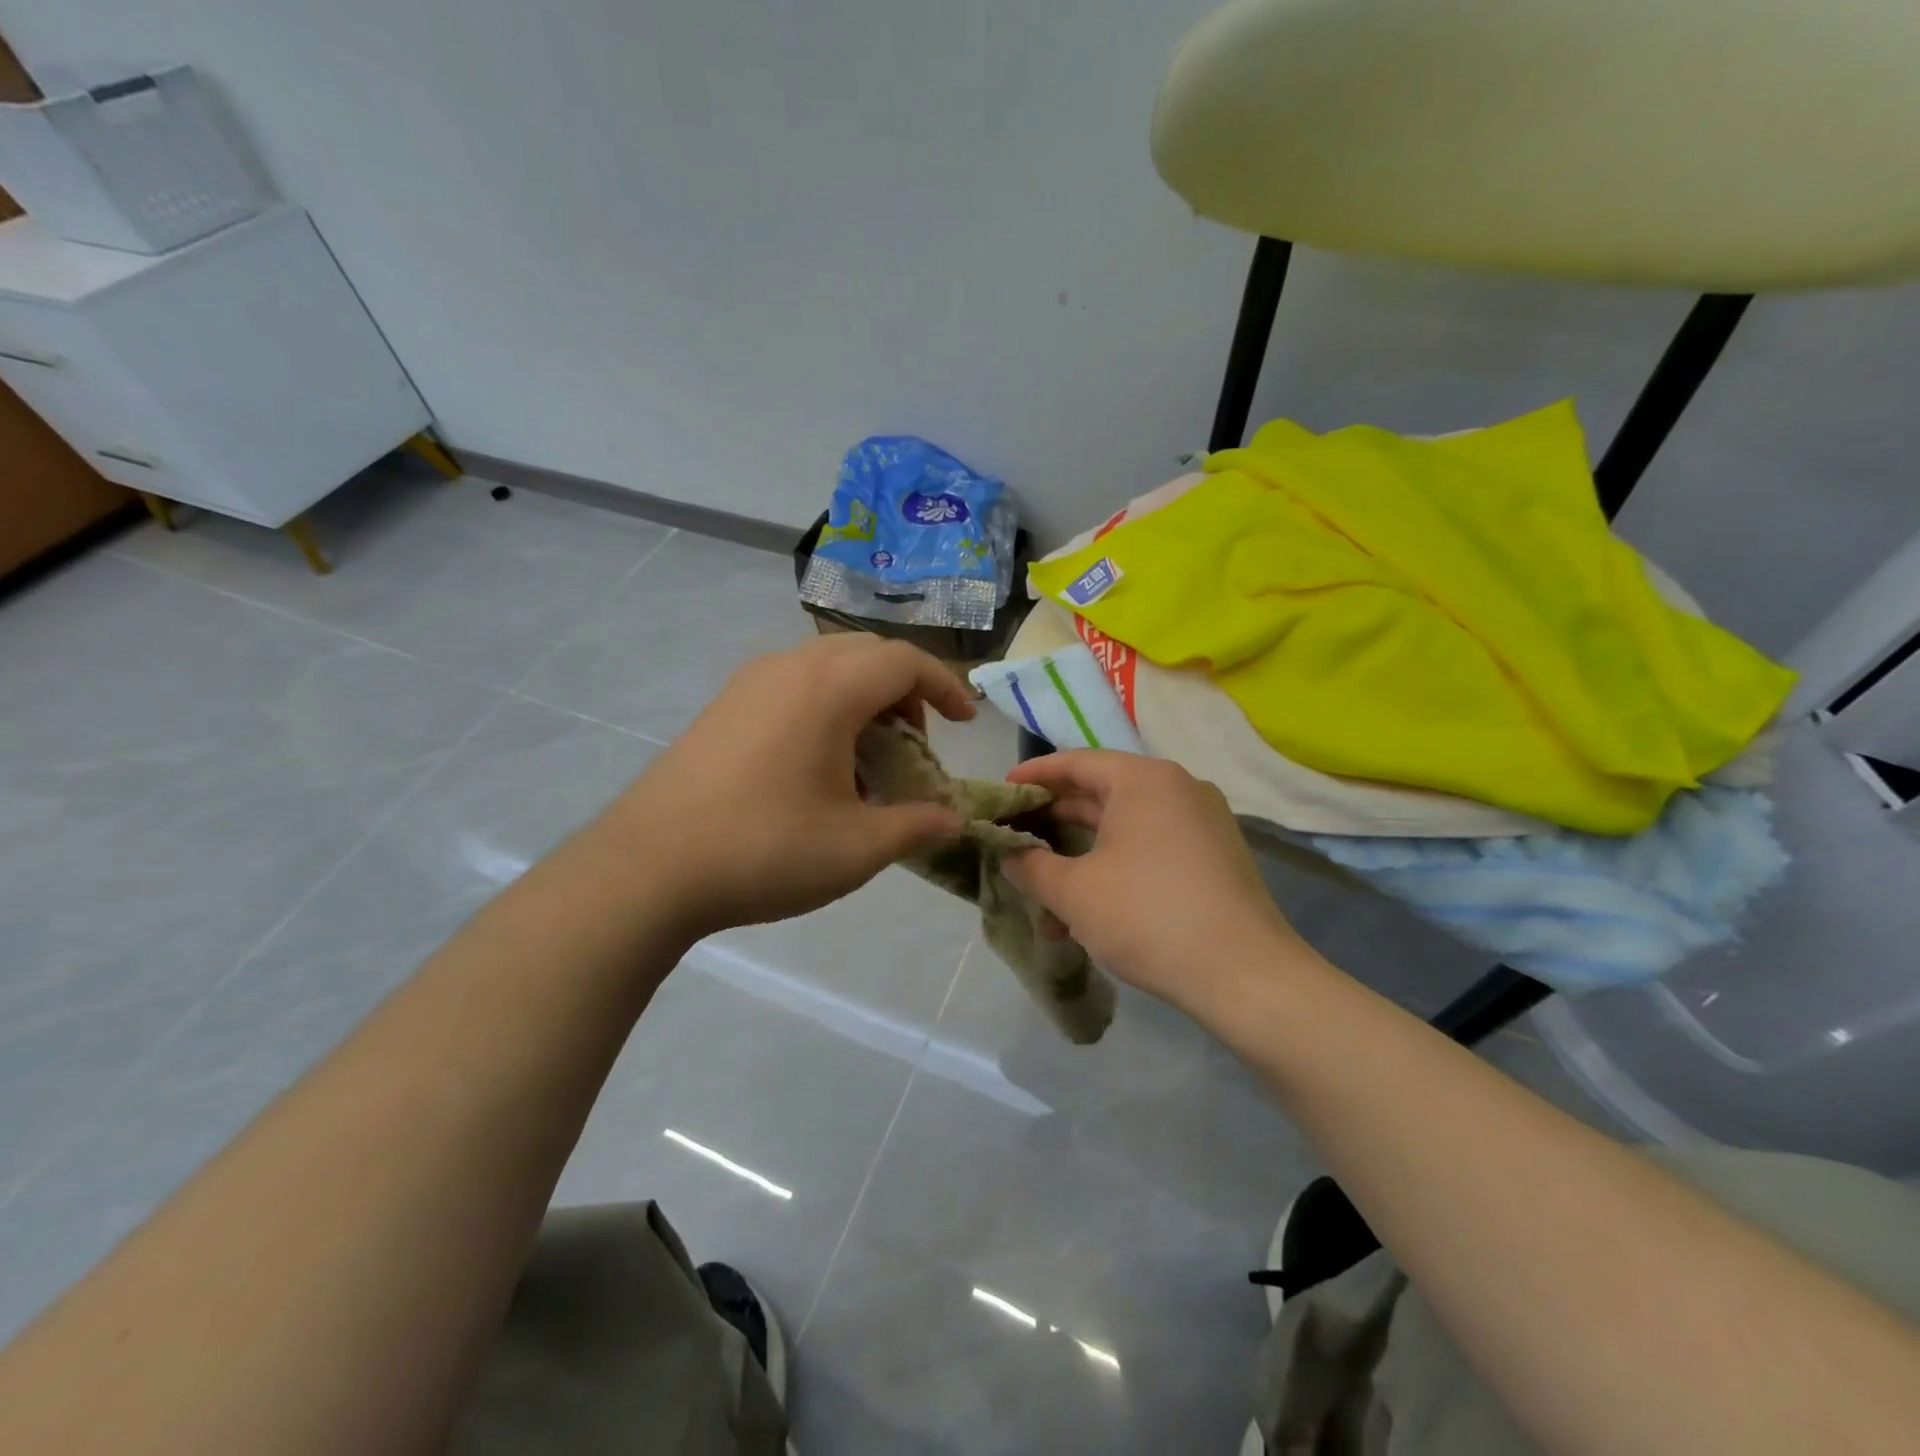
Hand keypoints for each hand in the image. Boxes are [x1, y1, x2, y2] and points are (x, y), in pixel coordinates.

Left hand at [603, 636, 973, 939]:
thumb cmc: (765, 849)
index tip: (967, 722)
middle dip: (905, 692)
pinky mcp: (723, 706)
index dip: (946, 686)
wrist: (647, 867)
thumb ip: (916, 825)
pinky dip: (825, 708)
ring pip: (827, 667)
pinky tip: (819, 766)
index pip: (905, 661)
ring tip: (869, 759)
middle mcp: (790, 667)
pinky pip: (793, 685)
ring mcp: (749, 683)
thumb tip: (954, 820)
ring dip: (864, 700)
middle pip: (867, 655)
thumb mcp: (857, 847)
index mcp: (829, 688)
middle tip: (916, 745)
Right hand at [1000, 752, 1311, 1012]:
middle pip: (1100, 793)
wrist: (1246, 976)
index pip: (1076, 762)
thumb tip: (1008, 853)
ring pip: (1123, 829)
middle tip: (1014, 838)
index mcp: (1144, 780)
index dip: (1033, 777)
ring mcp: (1201, 824)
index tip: (1001, 793)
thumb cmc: (1148, 915)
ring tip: (1044, 893)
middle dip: (1053, 822)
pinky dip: (1114, 870)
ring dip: (1080, 857)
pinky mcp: (1213, 858)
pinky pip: (1149, 849)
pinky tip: (1087, 915)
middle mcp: (1177, 789)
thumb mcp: (1074, 891)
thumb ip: (1030, 865)